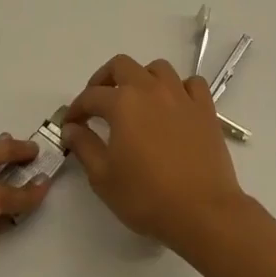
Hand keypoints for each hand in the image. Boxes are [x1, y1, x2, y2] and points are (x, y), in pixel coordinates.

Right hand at [64, 54, 247, 254]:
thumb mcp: (103, 177)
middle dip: (104, 79)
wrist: (202, 211)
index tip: (70, 124)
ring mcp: (181, 95)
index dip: (76, 109)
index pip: (91, 96)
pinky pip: (191, 84)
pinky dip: (179, 88)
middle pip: (121, 65)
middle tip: (97, 102)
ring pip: (157, 69)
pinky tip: (174, 105)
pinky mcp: (205, 108)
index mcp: (123, 103)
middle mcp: (151, 89)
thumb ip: (84, 146)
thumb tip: (71, 128)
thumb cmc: (146, 196)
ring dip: (142, 78)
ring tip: (136, 100)